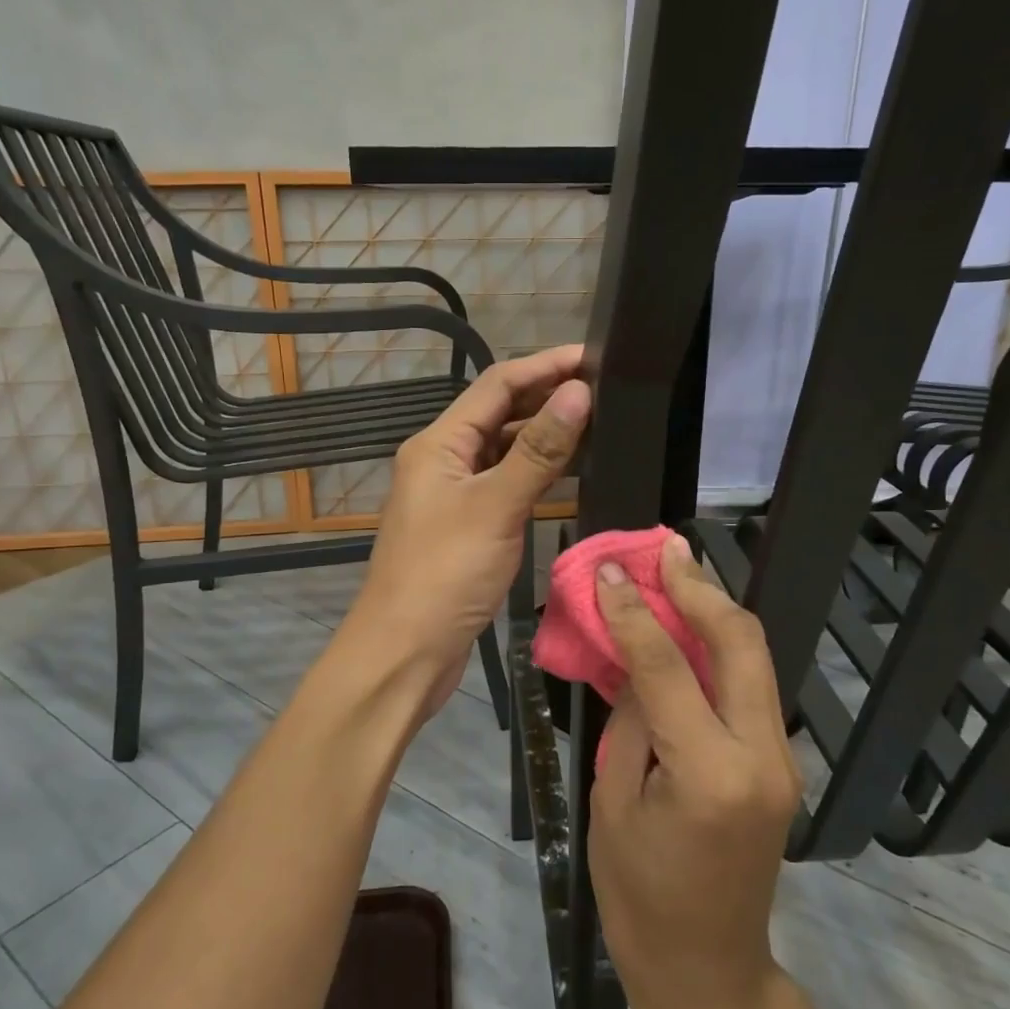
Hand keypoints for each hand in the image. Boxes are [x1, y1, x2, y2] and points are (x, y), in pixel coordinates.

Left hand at [344, 344, 590, 715]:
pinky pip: (505, 485)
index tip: (592, 357)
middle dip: (546, 398)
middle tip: (604, 391)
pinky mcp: (466, 526)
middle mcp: (443, 460)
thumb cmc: (445, 573)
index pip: (496, 385)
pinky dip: (535, 474)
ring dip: (543, 436)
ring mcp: (453, 495)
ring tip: (598, 424)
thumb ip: (538, 450)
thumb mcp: (496, 506)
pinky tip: (569, 473)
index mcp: (438, 443)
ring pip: (503, 451)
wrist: (405, 651)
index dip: (544, 367)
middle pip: (499, 414)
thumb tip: (578, 392)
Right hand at [589, 534, 801, 1008]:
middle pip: (740, 642)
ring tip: (676, 568)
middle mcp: (761, 756)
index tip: (607, 570)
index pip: (668, 667)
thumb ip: (632, 719)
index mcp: (709, 775)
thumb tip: (636, 654)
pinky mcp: (780, 762)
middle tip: (664, 547)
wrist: (708, 969)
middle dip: (700, 587)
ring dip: (714, 608)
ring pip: (754, 657)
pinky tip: (690, 623)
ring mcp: (781, 759)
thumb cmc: (640, 896)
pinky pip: (750, 685)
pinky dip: (719, 645)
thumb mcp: (612, 802)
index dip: (633, 611)